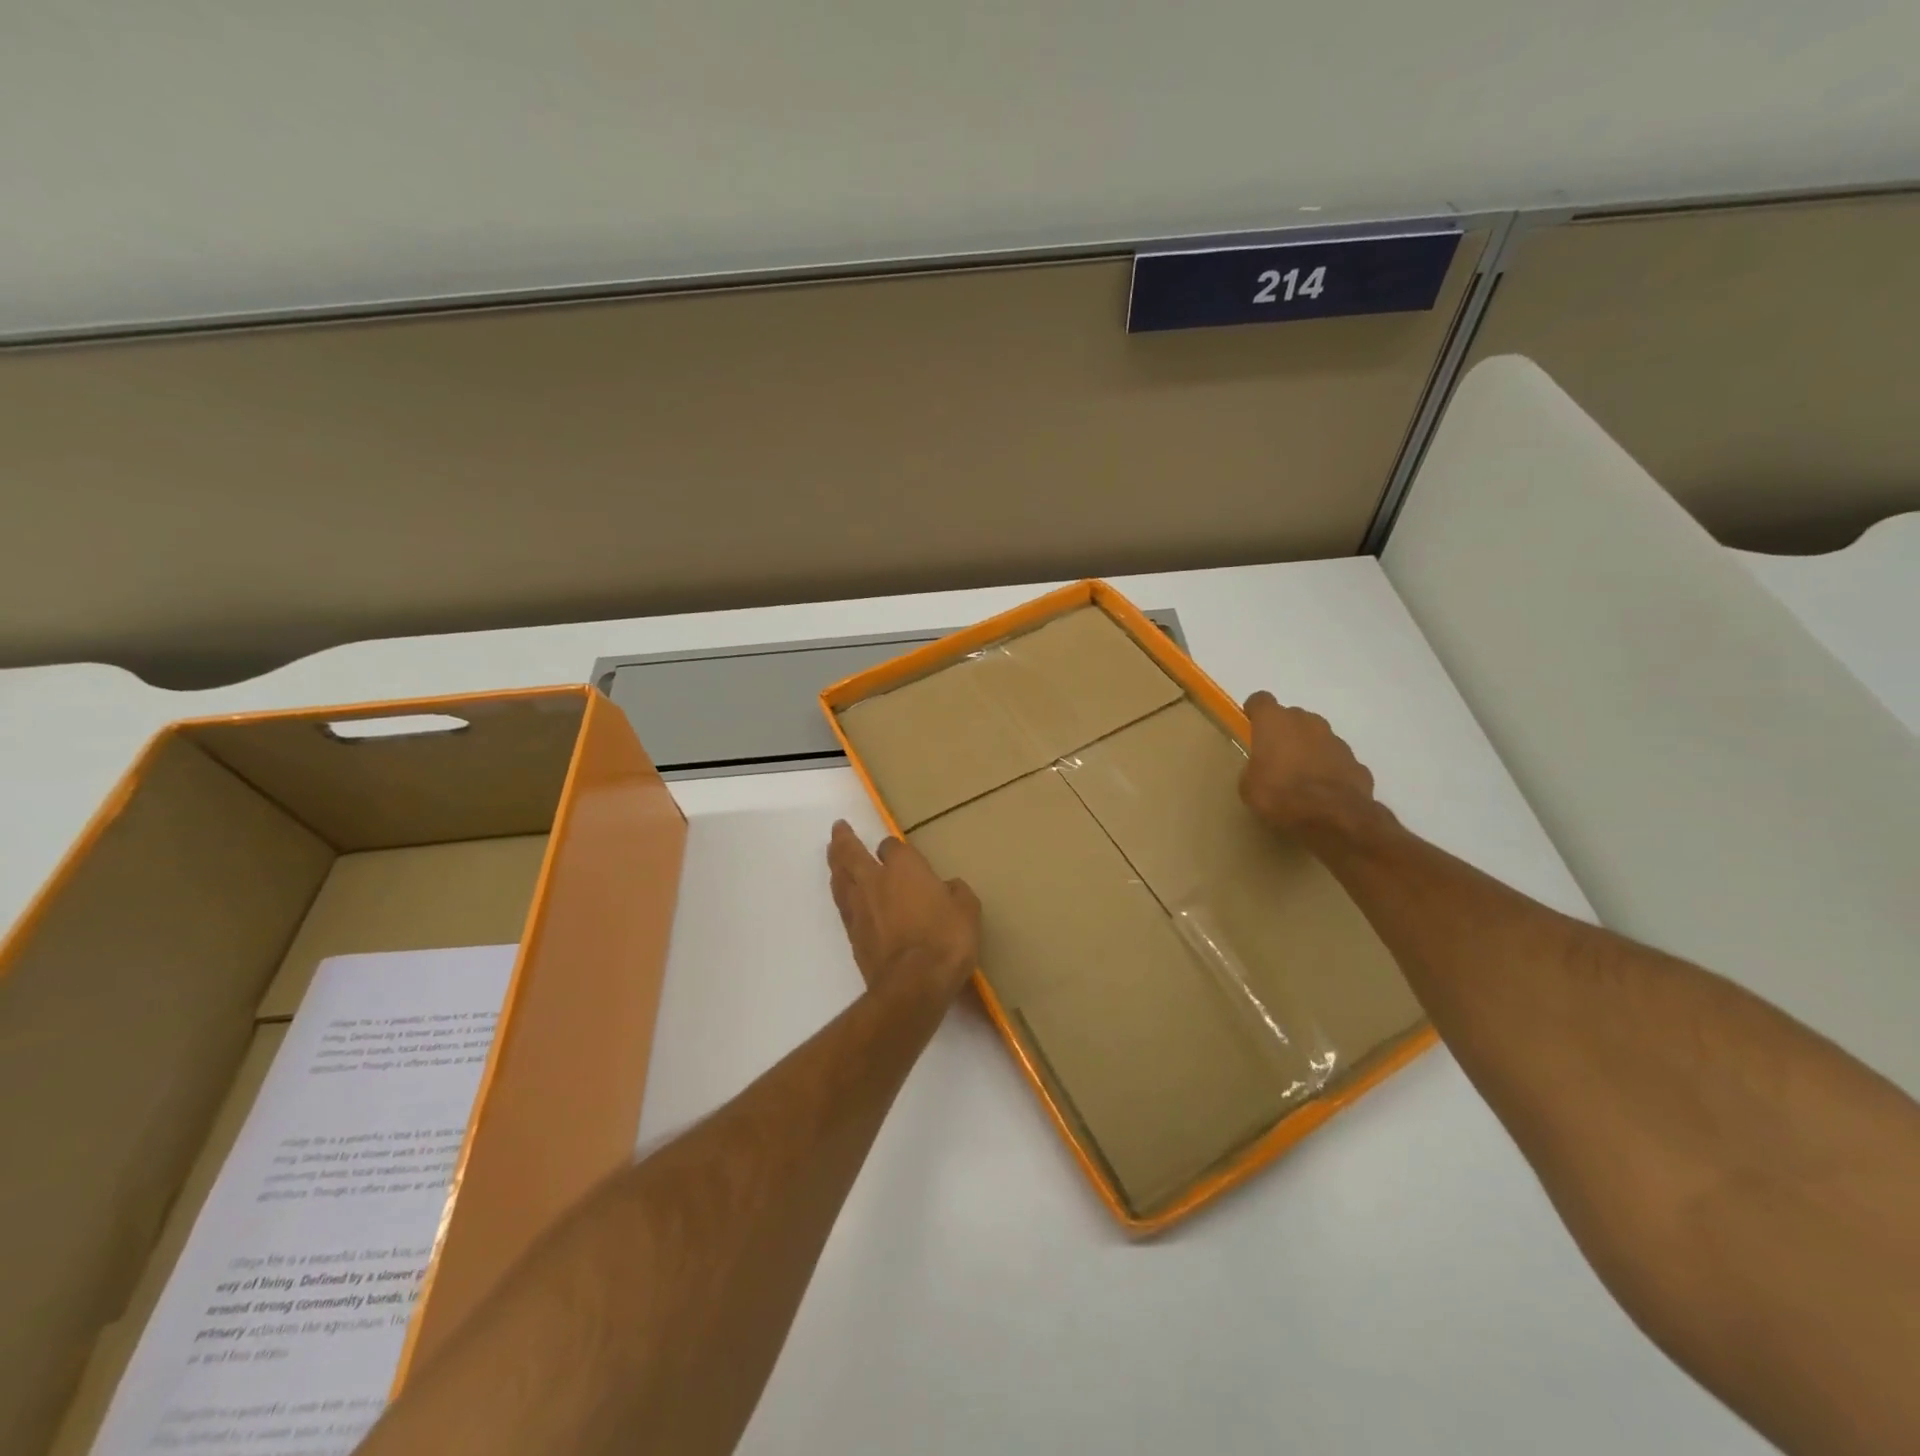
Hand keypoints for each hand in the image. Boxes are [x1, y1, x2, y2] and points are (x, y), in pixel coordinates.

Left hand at [827, 821, 981, 1005]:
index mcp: (905, 868)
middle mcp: (876, 881)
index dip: (893, 847)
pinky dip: (841, 895)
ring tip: (833, 857)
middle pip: (851, 854)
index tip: (897, 851)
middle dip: (844, 840)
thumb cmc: (946, 940)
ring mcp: (860, 908)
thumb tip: (949, 888)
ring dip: (836, 864)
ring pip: (841, 878)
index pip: (891, 846)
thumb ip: (957, 894)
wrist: (913, 984)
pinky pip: (842, 905)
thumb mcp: (967, 912)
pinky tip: (844, 896)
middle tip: (838, 829)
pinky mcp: (852, 935)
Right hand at [1238, 691, 1383, 838]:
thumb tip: (1262, 770)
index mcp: (1274, 722)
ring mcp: (1335, 740)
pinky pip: (1336, 760)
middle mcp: (1307, 722)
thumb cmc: (1279, 795)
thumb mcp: (1249, 786)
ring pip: (1317, 737)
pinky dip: (1328, 769)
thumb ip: (1255, 768)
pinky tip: (1322, 792)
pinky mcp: (1356, 762)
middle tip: (1274, 757)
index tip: (1250, 725)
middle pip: (1292, 717)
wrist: (1332, 817)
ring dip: (1308, 750)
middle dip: (1284, 733)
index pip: (1261, 701)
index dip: (1255, 711)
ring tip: (1300, 778)